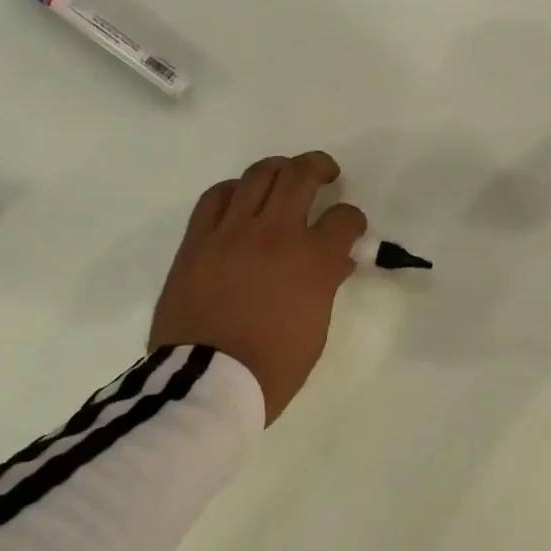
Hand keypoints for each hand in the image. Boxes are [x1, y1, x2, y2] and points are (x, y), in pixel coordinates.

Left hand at [149, 151, 367, 423]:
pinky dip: (234, 190)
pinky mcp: (198, 240)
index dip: (353, 220)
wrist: (206, 382)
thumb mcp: (315, 330)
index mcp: (314, 262)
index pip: (344, 219)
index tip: (350, 228)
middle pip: (301, 175)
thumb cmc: (272, 367)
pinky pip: (216, 197)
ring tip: (283, 177)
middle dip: (319, 167)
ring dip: (278, 170)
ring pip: (258, 175)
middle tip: (325, 173)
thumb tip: (333, 262)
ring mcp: (232, 232)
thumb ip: (325, 287)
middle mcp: (276, 235)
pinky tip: (240, 198)